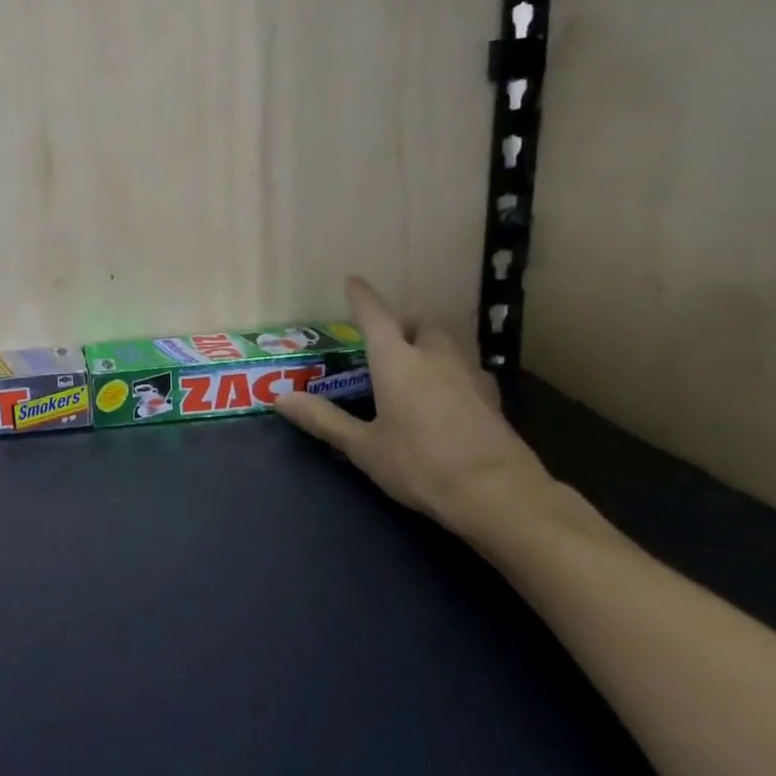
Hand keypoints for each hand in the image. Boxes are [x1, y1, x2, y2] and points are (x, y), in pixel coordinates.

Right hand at [274, 277, 551, 537]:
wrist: (497, 494)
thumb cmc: (420, 464)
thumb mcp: (362, 446)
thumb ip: (323, 419)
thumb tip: (279, 398)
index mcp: (397, 361)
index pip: (376, 316)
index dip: (362, 297)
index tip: (352, 281)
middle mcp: (434, 358)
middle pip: (419, 324)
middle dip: (401, 323)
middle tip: (383, 338)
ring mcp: (469, 376)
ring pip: (447, 343)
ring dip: (427, 343)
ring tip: (412, 363)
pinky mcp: (491, 398)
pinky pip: (466, 368)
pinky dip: (449, 369)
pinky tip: (444, 393)